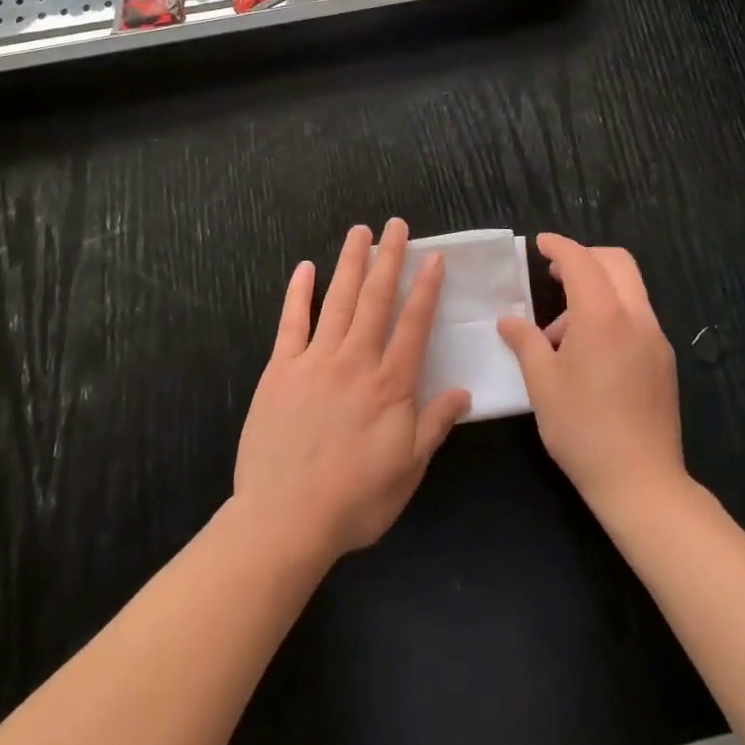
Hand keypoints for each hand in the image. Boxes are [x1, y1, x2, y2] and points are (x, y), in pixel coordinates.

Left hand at [233, 219, 470, 565]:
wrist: (285, 519)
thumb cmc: (355, 500)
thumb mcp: (408, 470)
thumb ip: (435, 425)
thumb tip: (464, 391)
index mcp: (390, 385)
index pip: (413, 324)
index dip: (425, 288)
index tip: (433, 258)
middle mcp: (356, 361)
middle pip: (376, 299)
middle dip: (389, 258)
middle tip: (396, 225)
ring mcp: (315, 360)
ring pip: (338, 300)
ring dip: (351, 263)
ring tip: (359, 231)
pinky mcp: (280, 369)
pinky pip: (291, 322)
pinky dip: (299, 292)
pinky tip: (305, 268)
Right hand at [498, 235, 686, 516]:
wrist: (642, 483)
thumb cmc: (583, 429)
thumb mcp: (542, 384)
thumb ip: (525, 342)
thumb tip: (509, 320)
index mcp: (603, 316)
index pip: (581, 261)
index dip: (559, 246)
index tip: (540, 244)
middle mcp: (636, 317)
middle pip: (616, 262)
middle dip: (585, 257)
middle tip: (554, 273)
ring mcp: (655, 338)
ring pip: (629, 289)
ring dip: (596, 290)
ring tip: (560, 334)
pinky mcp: (664, 361)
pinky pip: (636, 317)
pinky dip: (611, 314)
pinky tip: (588, 354)